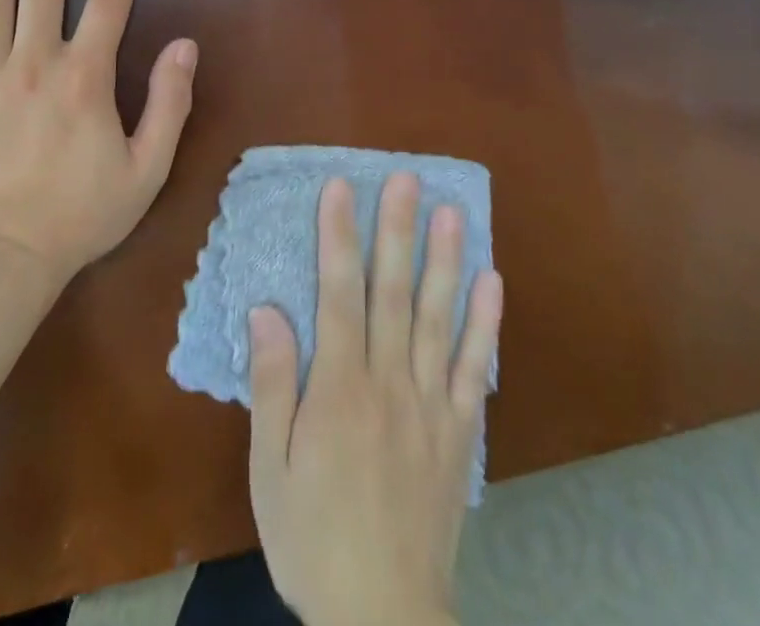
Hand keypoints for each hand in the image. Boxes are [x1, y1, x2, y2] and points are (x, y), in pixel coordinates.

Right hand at [247, 173, 503, 625]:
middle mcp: (390, 382)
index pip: (339, 294)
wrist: (383, 618)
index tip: (342, 187)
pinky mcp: (461, 431)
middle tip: (406, 177)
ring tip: (452, 211)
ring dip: (446, 261)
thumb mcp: (270, 469)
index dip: (339, 236)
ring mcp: (432, 404)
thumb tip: (267, 310)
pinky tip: (492, 282)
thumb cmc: (313, 536)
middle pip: (394, 292)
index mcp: (340, 388)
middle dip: (397, 230)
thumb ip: (272, 385)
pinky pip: (476, 369)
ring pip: (439, 318)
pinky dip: (485, 324)